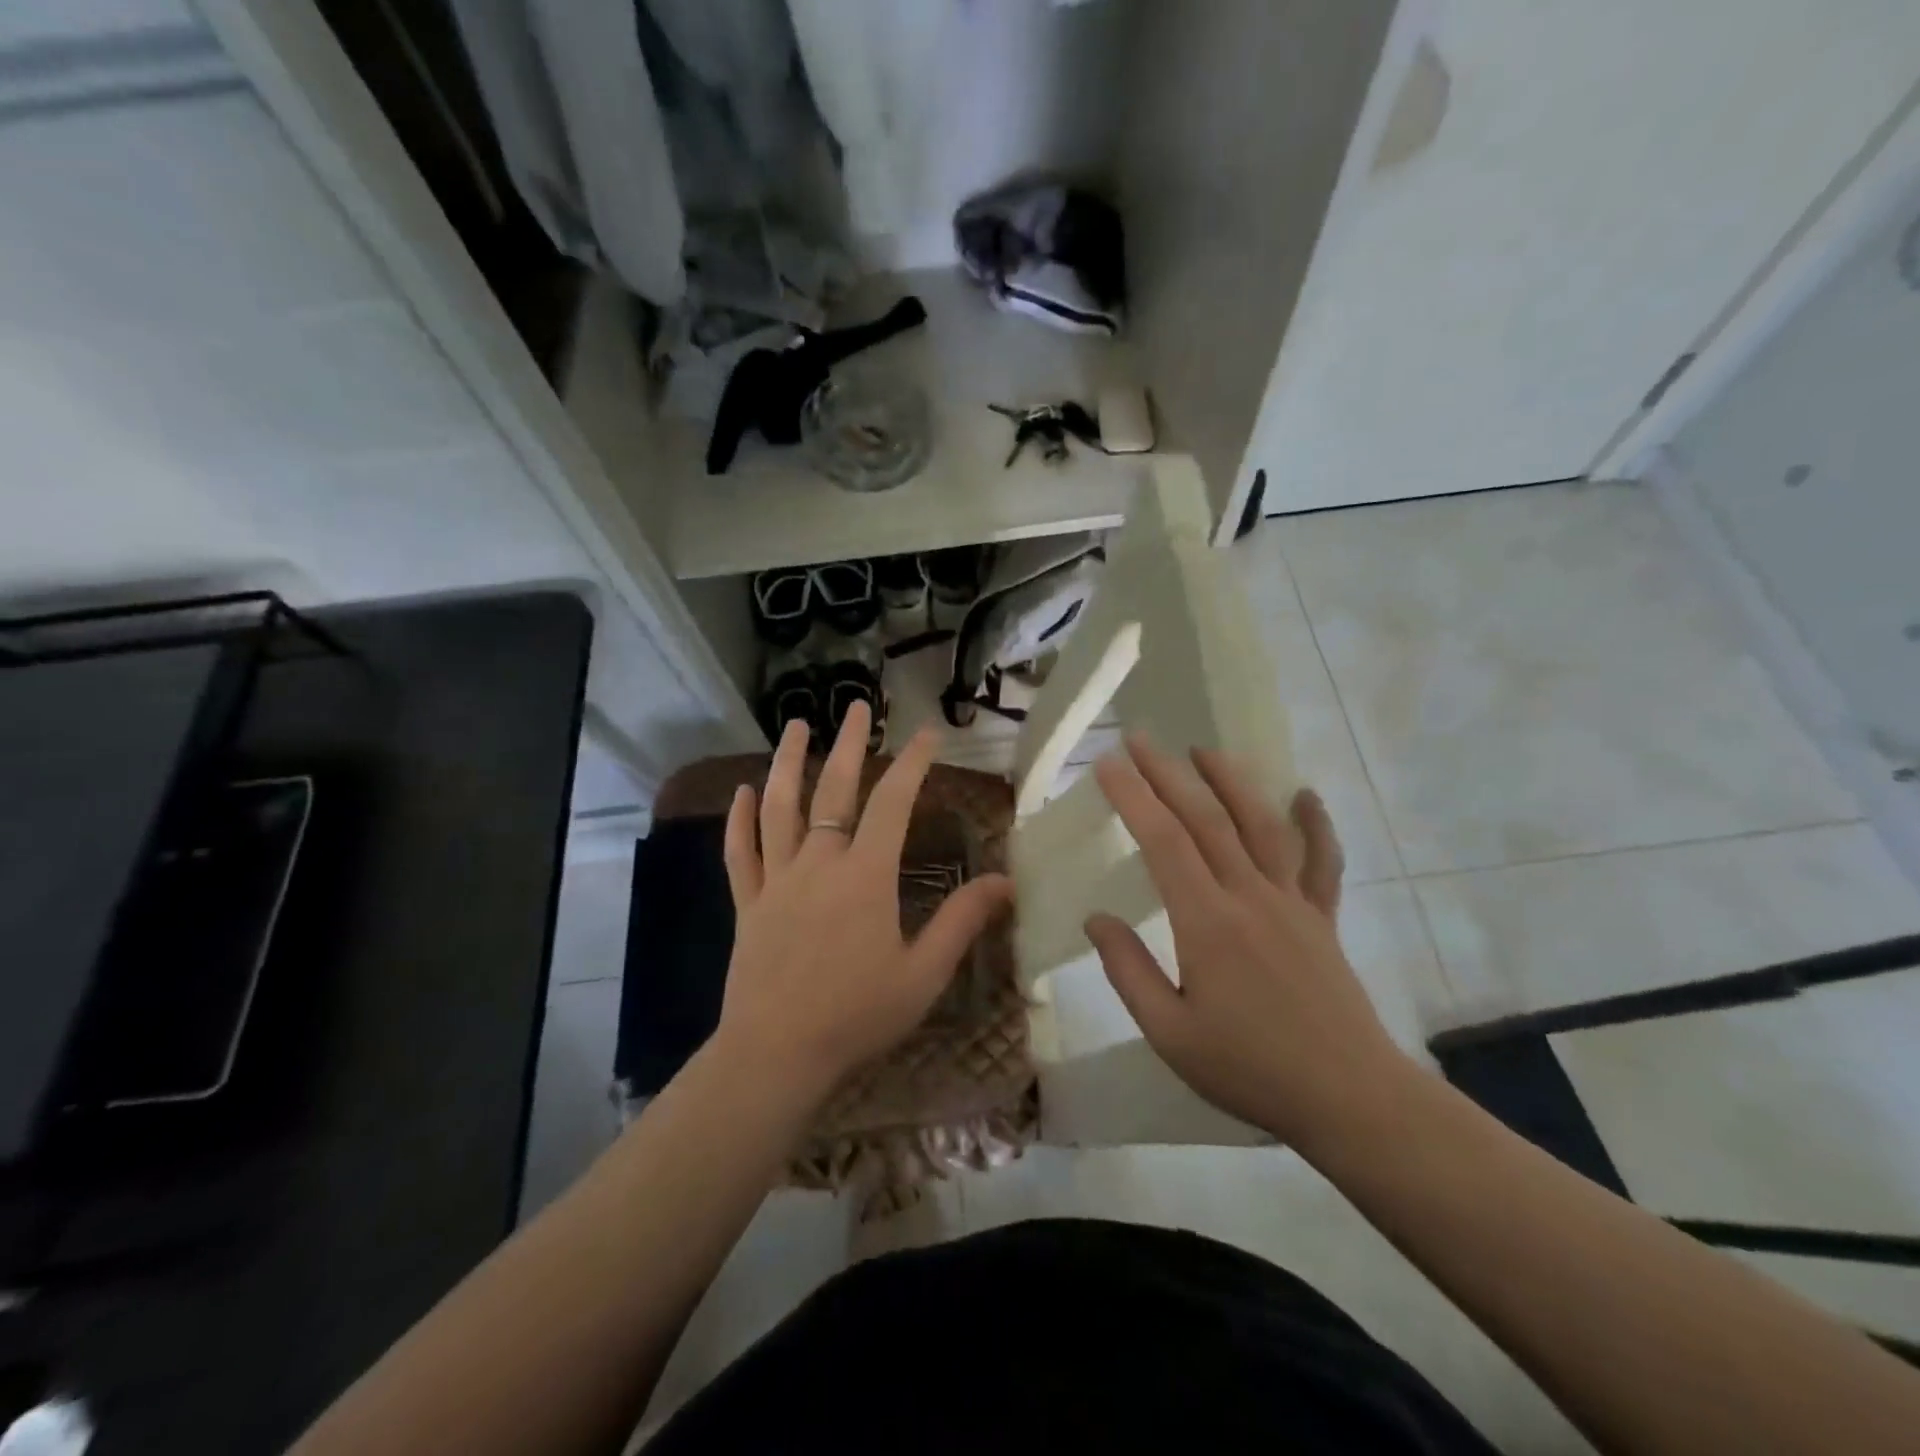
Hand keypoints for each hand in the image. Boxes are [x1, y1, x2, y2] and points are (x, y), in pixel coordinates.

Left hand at [716, 701, 1013, 1104]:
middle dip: (851, 744)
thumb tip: (1006, 882)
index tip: (929, 734)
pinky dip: (739, 820)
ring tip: (796, 726)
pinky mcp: (748, 903)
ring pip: (779, 808)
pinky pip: (740, 853)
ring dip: (788, 763)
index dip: (914, 763)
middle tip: (858, 707)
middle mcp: (819, 863)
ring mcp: (777, 880)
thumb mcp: (923, 973)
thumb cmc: (856, 1014)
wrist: (777, 1053)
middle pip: (834, 790)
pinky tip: (742, 793)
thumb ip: (962, 921)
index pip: (894, 803)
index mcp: (865, 876)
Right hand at [1084, 735, 1419, 1150]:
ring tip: (1205, 750)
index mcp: (1206, 923)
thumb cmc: (1250, 1069)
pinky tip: (1306, 794)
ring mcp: (1293, 902)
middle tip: (1141, 739)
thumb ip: (1128, 971)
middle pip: (1207, 819)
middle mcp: (1250, 896)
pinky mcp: (1323, 918)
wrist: (1351, 1099)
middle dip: (1169, 774)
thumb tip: (1096, 918)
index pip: (1164, 842)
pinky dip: (1316, 824)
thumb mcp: (1169, 1033)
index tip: (1108, 765)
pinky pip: (1322, 861)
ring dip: (1232, 782)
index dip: (1134, 798)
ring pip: (1261, 825)